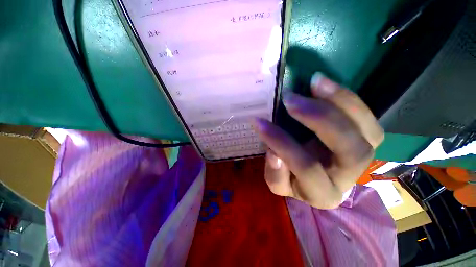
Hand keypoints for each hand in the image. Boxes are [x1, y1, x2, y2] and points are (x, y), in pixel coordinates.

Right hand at [253, 73, 383, 208]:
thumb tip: (274, 154)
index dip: (282, 144)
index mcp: (322, 194)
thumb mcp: (277, 182)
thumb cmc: (291, 178)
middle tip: (290, 99)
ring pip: (368, 133)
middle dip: (320, 119)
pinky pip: (368, 120)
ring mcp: (362, 159)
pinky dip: (349, 100)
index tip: (260, 122)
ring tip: (314, 82)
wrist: (311, 176)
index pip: (306, 168)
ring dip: (340, 103)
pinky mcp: (367, 141)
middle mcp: (349, 179)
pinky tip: (324, 85)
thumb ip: (275, 173)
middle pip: (350, 150)